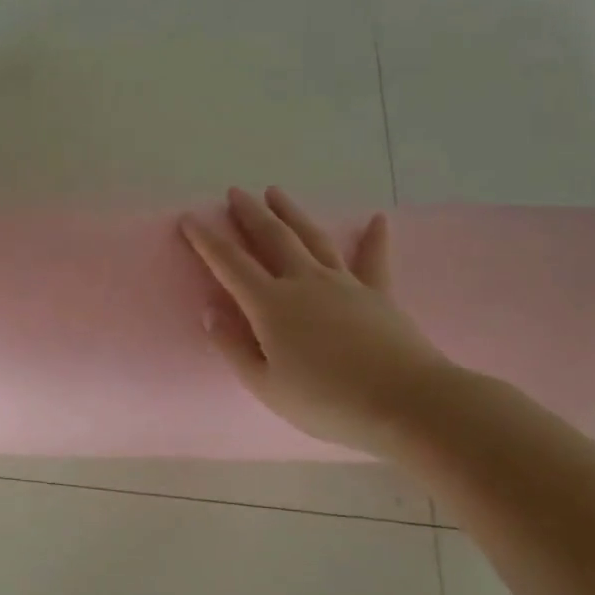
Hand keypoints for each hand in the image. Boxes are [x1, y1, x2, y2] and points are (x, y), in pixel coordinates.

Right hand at [180, 186, 455, 455]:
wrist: (405, 402)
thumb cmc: (326, 401)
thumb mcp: (265, 385)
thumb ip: (234, 347)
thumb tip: (210, 311)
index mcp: (271, 305)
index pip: (230, 264)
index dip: (206, 240)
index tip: (189, 218)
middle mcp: (304, 282)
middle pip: (273, 238)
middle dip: (250, 214)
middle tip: (234, 192)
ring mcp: (344, 283)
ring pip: (313, 238)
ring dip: (292, 213)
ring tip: (276, 192)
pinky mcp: (378, 293)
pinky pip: (372, 259)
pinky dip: (374, 238)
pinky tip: (377, 219)